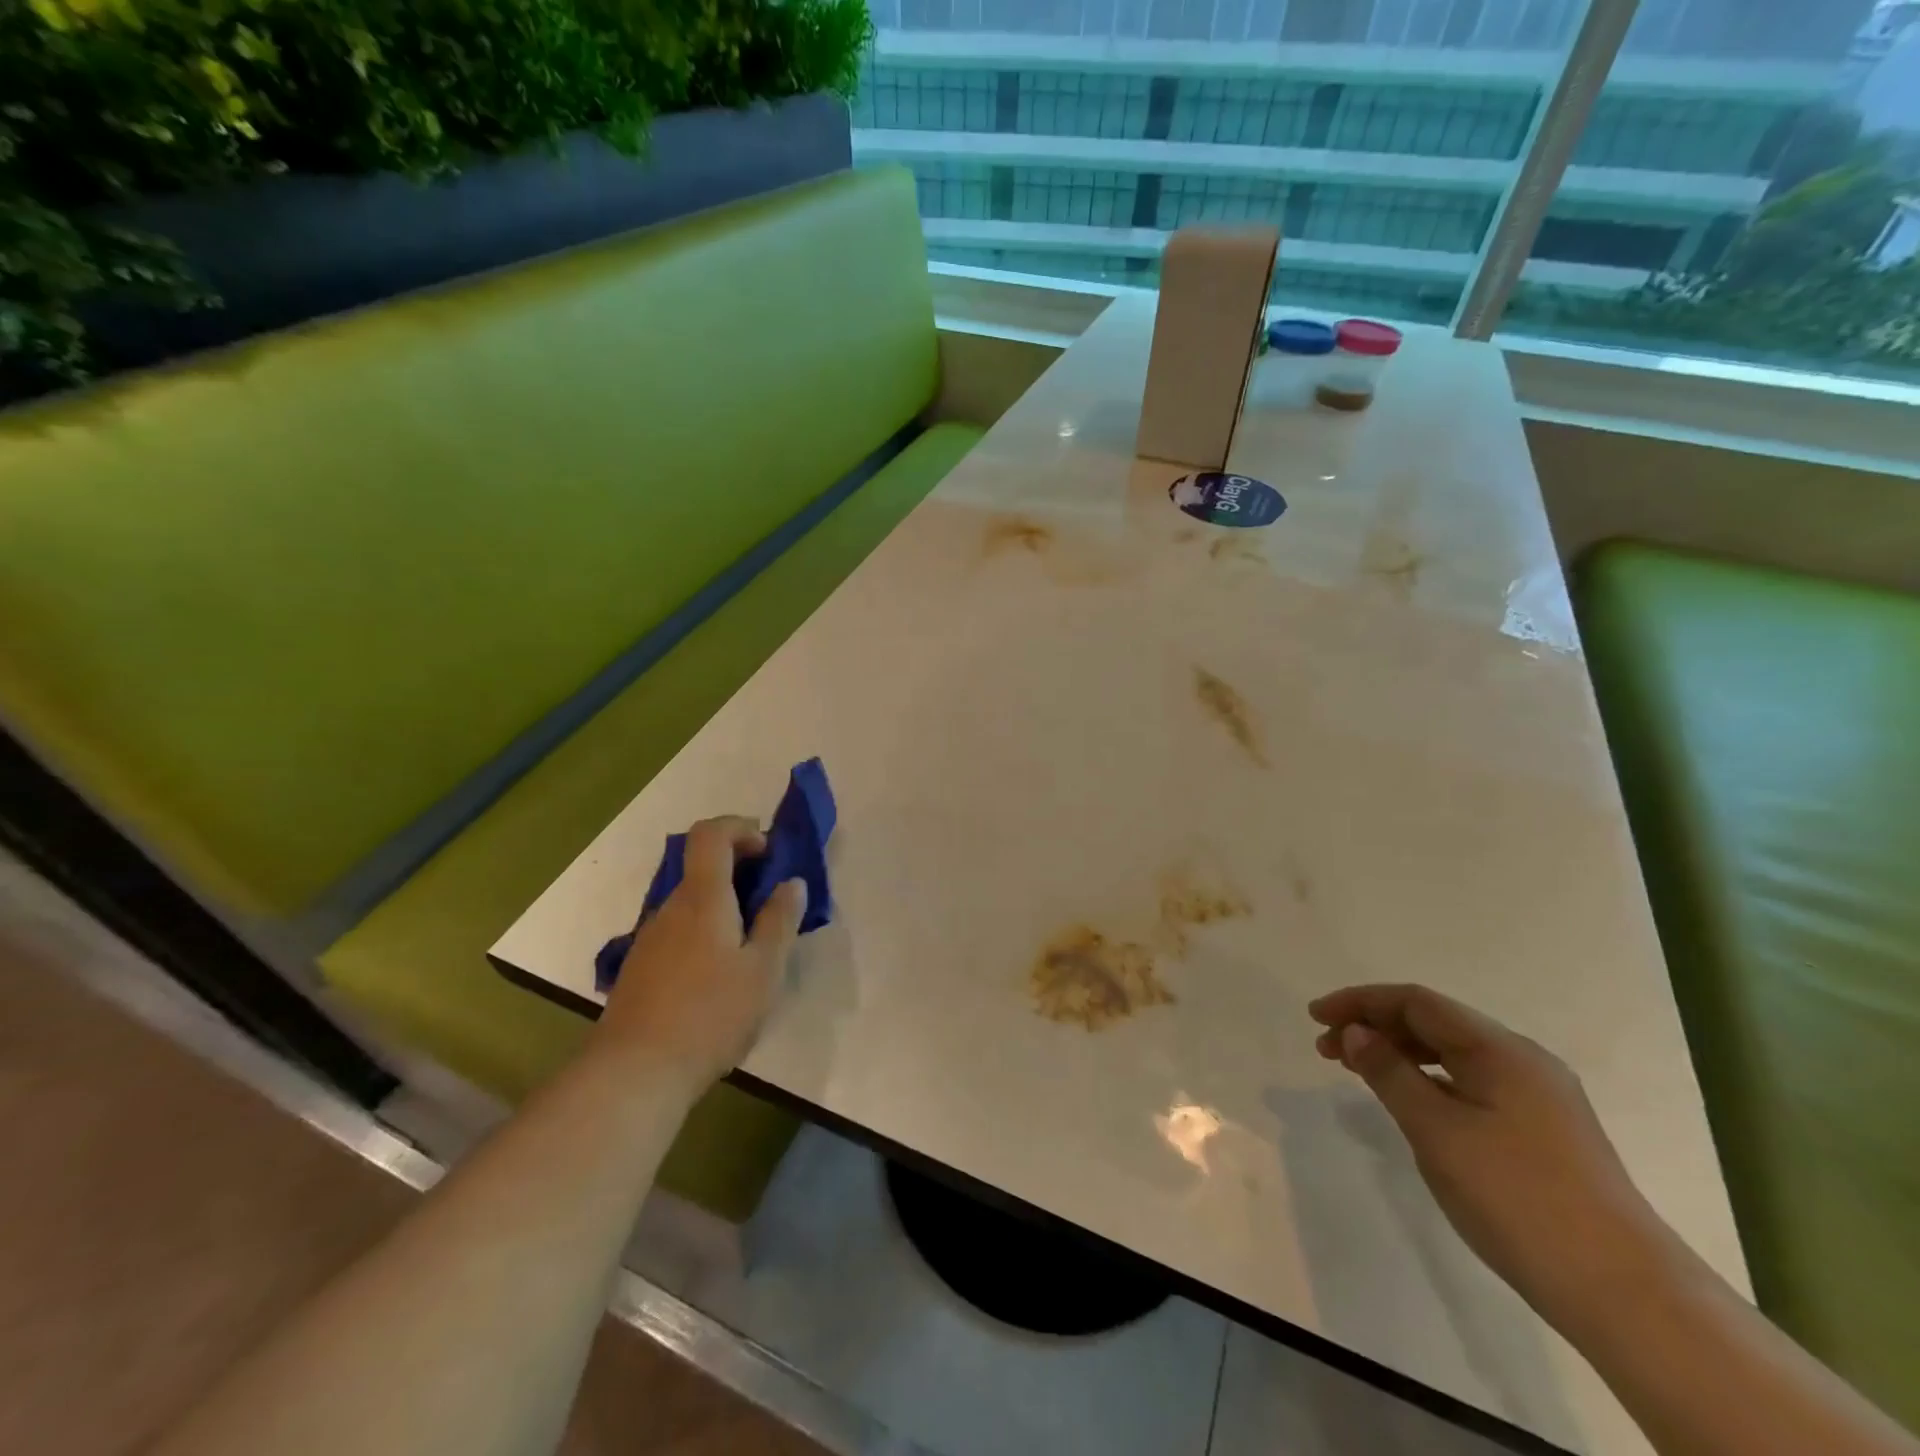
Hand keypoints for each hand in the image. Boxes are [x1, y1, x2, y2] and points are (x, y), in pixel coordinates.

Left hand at [592, 816, 806, 1091]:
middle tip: (773, 907)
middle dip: (740, 873)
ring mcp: (649, 938)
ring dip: (724, 907)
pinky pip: (678, 931)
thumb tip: (792, 883)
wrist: (633, 1074)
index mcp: (702, 898)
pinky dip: (704, 933)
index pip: (711, 833)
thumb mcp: (764, 970)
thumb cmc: (710, 1015)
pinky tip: (719, 978)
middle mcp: (670, 908)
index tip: (769, 853)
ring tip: (752, 950)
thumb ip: (780, 920)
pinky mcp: (639, 968)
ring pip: (691, 904)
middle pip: (702, 868)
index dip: (741, 829)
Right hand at [1309, 983, 1685, 1332]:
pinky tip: (1411, 1103)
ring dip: (1399, 1054)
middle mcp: (1522, 1060)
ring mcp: (1538, 1096)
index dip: (1359, 1002)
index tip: (1315, 1017)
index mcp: (1499, 1049)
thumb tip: (1355, 1032)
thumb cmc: (1517, 1197)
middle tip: (1326, 1049)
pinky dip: (1428, 1081)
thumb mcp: (1436, 1130)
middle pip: (1434, 1022)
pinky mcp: (1543, 1130)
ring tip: (1357, 1073)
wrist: (1626, 1293)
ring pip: (1452, 1054)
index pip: (1415, 1001)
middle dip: (1375, 1026)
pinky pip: (1470, 1083)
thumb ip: (1389, 1073)